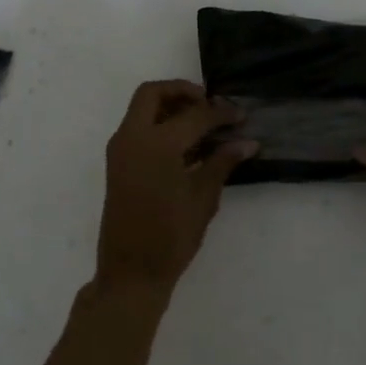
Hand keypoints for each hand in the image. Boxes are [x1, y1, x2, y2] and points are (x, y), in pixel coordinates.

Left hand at [96, 80, 256, 299]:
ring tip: (202, 122)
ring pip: (142, 109)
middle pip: (153, 94)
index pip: (194, 115)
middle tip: (210, 104)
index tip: (241, 115)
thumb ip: (222, 163)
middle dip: (182, 91)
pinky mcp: (117, 164)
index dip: (221, 113)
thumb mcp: (203, 198)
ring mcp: (120, 150)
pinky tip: (187, 144)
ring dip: (169, 107)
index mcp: (156, 145)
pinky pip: (137, 128)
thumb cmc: (171, 237)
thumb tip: (247, 142)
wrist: (130, 272)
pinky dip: (159, 124)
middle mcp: (132, 138)